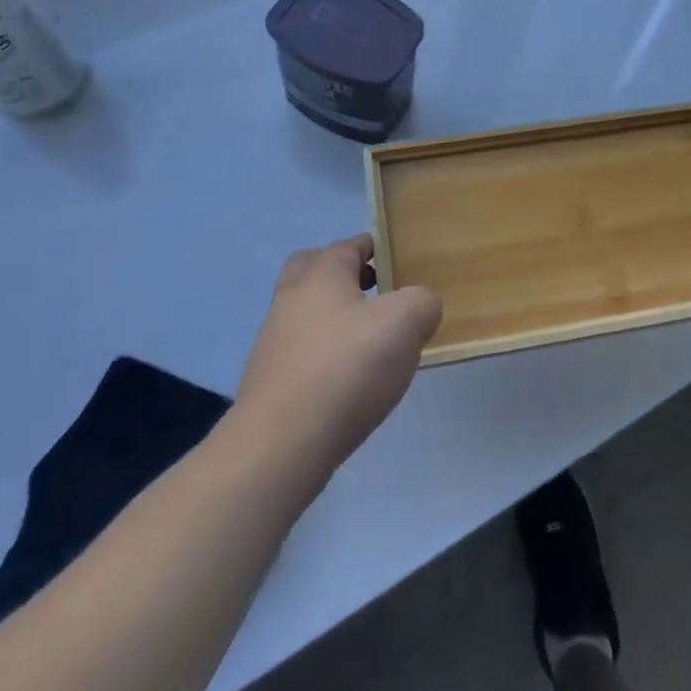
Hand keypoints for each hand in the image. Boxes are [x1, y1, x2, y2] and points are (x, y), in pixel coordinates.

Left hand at [235, 234, 442, 490]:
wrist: (281, 444)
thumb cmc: (346, 369)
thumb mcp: (404, 324)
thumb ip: (421, 303)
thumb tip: (421, 305)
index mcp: (321, 273)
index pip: (348, 245)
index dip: (374, 248)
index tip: (398, 262)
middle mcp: (291, 298)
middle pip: (313, 269)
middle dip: (343, 275)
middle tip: (375, 293)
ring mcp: (273, 340)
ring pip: (306, 312)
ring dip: (333, 318)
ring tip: (370, 343)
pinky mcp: (269, 381)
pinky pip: (301, 352)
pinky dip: (323, 356)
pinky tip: (348, 381)